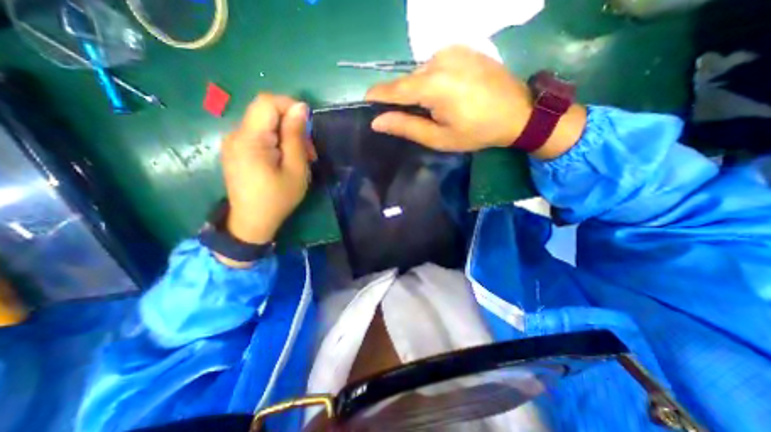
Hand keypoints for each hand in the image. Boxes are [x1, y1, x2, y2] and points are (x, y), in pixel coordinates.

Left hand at [219, 95, 314, 249]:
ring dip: (287, 137)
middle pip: (266, 113)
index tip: (309, 126)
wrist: (252, 222)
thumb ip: (296, 137)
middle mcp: (236, 135)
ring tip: (300, 159)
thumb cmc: (278, 199)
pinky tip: (286, 160)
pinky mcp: (236, 151)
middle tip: (309, 152)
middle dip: (292, 126)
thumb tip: (301, 108)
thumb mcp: (295, 169)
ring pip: (265, 125)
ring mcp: (233, 143)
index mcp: (250, 139)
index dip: (290, 106)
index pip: (267, 102)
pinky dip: (277, 143)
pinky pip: (259, 136)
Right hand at [365, 46, 533, 150]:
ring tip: (432, 108)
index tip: (367, 102)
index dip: (377, 96)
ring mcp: (453, 50)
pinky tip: (445, 93)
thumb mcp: (439, 137)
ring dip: (418, 89)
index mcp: (434, 85)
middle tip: (408, 116)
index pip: (394, 89)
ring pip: (420, 72)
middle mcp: (440, 60)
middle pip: (407, 80)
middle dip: (401, 97)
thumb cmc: (476, 131)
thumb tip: (377, 121)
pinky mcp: (462, 48)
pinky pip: (435, 65)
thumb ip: (407, 127)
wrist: (517, 112)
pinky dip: (431, 79)